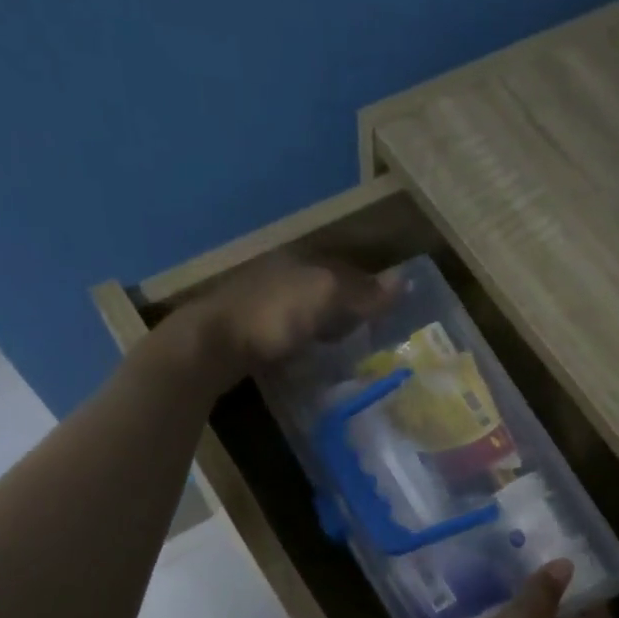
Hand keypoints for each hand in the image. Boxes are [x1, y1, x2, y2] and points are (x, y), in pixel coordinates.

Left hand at [161, 253, 397, 389]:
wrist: (212, 345)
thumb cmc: (273, 315)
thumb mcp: (324, 296)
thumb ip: (362, 291)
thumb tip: (406, 280)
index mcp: (302, 261)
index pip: (347, 269)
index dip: (371, 287)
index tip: (393, 311)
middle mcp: (282, 274)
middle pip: (327, 288)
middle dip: (350, 305)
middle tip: (376, 332)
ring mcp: (263, 303)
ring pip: (308, 310)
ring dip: (328, 325)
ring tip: (351, 349)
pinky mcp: (251, 331)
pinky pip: (291, 332)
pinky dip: (308, 341)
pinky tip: (316, 357)